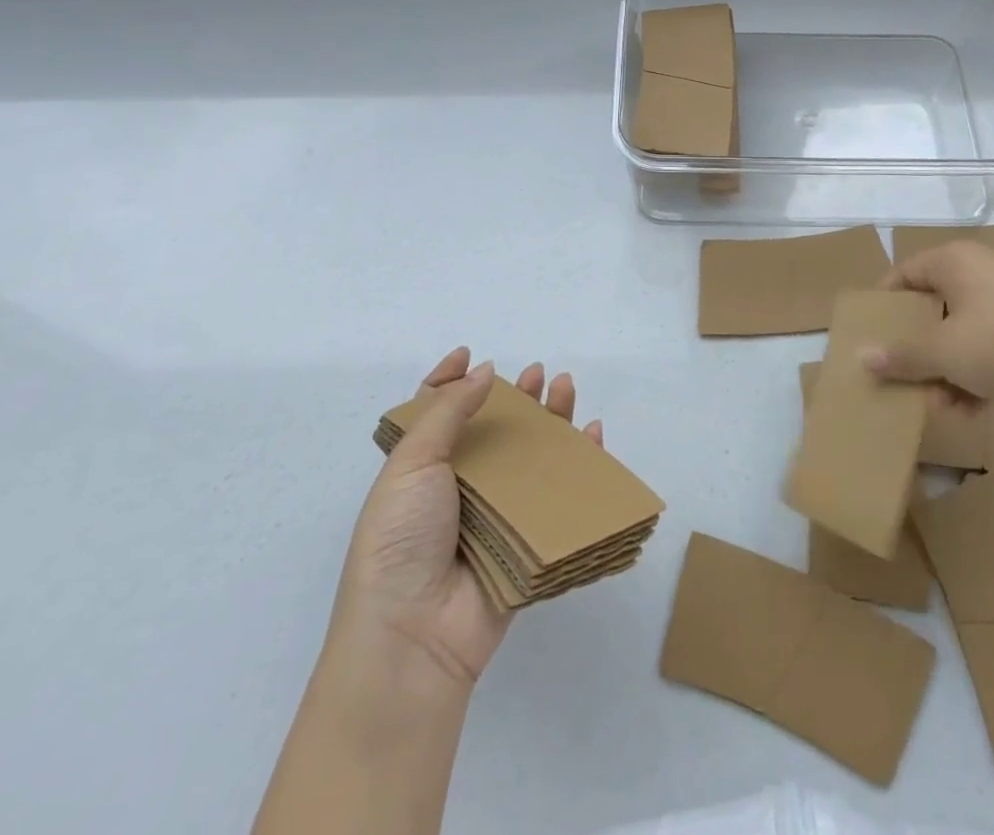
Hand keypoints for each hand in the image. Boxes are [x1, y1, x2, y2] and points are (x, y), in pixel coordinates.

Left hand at [326, 348, 602, 698]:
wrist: (413, 637)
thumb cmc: (400, 539)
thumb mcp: (411, 464)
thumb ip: (448, 412)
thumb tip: (484, 370)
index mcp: (419, 469)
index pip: (434, 413)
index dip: (449, 381)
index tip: (470, 355)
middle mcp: (457, 488)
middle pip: (493, 431)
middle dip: (516, 398)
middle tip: (539, 374)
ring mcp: (494, 516)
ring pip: (529, 458)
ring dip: (550, 422)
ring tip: (566, 389)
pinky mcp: (527, 543)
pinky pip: (558, 497)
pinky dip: (579, 466)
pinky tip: (592, 438)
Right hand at [868, 240, 993, 408]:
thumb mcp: (943, 353)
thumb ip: (901, 355)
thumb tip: (861, 357)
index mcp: (956, 260)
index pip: (904, 272)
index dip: (885, 303)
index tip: (872, 334)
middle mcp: (983, 270)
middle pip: (934, 307)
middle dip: (919, 348)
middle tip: (905, 376)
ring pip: (962, 332)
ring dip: (946, 369)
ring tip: (942, 405)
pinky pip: (991, 346)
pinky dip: (977, 374)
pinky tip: (972, 410)